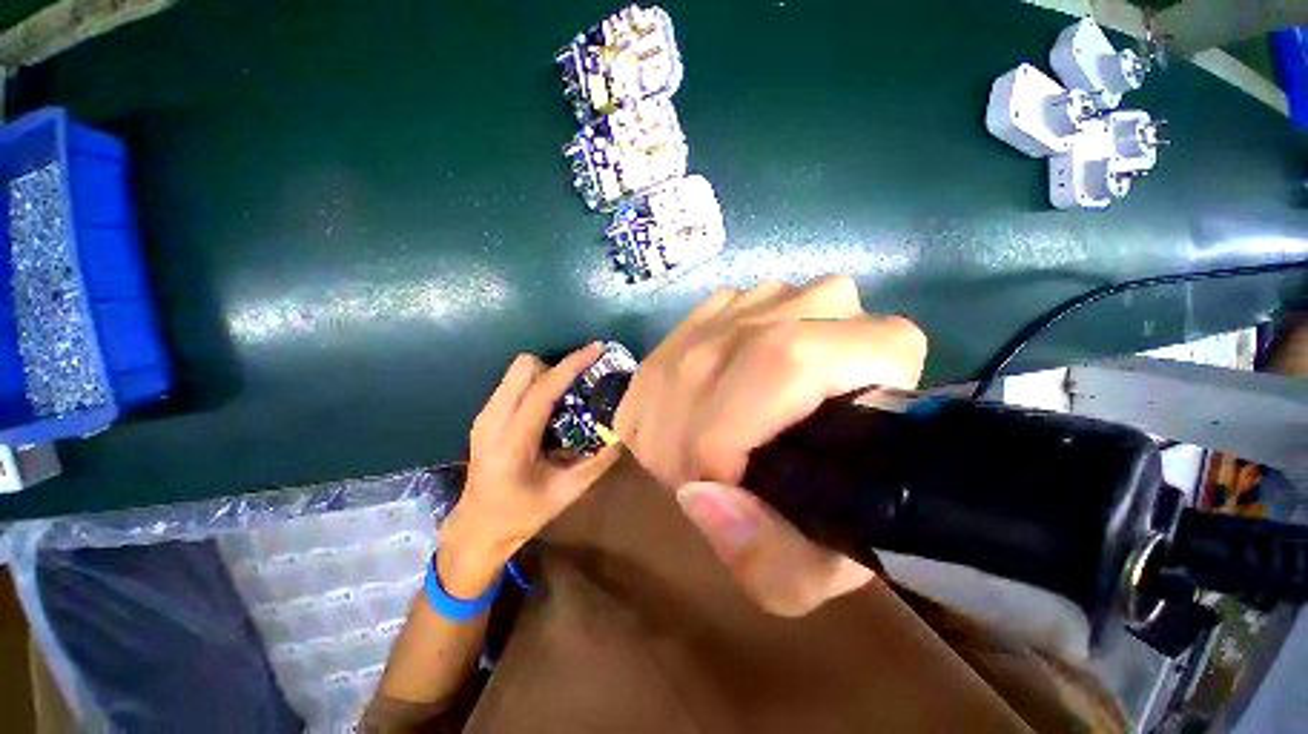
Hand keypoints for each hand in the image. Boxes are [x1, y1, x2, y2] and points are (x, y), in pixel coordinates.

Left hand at [439, 344, 618, 595]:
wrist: (477, 527)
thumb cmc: (523, 514)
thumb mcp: (568, 492)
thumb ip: (599, 461)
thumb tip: (624, 433)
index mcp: (513, 442)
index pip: (544, 389)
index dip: (573, 364)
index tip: (597, 349)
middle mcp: (492, 421)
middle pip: (523, 366)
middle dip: (555, 366)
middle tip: (577, 386)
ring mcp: (484, 416)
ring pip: (516, 371)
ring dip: (545, 374)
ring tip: (565, 397)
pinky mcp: (483, 417)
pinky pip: (512, 383)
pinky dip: (534, 384)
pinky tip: (548, 409)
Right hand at [615, 277, 926, 615]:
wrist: (835, 451)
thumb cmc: (846, 508)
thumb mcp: (824, 566)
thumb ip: (773, 559)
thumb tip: (700, 496)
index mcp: (879, 350)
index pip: (782, 365)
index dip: (725, 434)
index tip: (710, 488)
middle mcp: (824, 302)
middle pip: (716, 358)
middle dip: (679, 433)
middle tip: (685, 481)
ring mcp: (768, 296)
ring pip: (685, 352)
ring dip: (664, 416)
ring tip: (681, 458)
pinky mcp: (727, 303)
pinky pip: (670, 347)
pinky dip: (657, 396)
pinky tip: (677, 425)